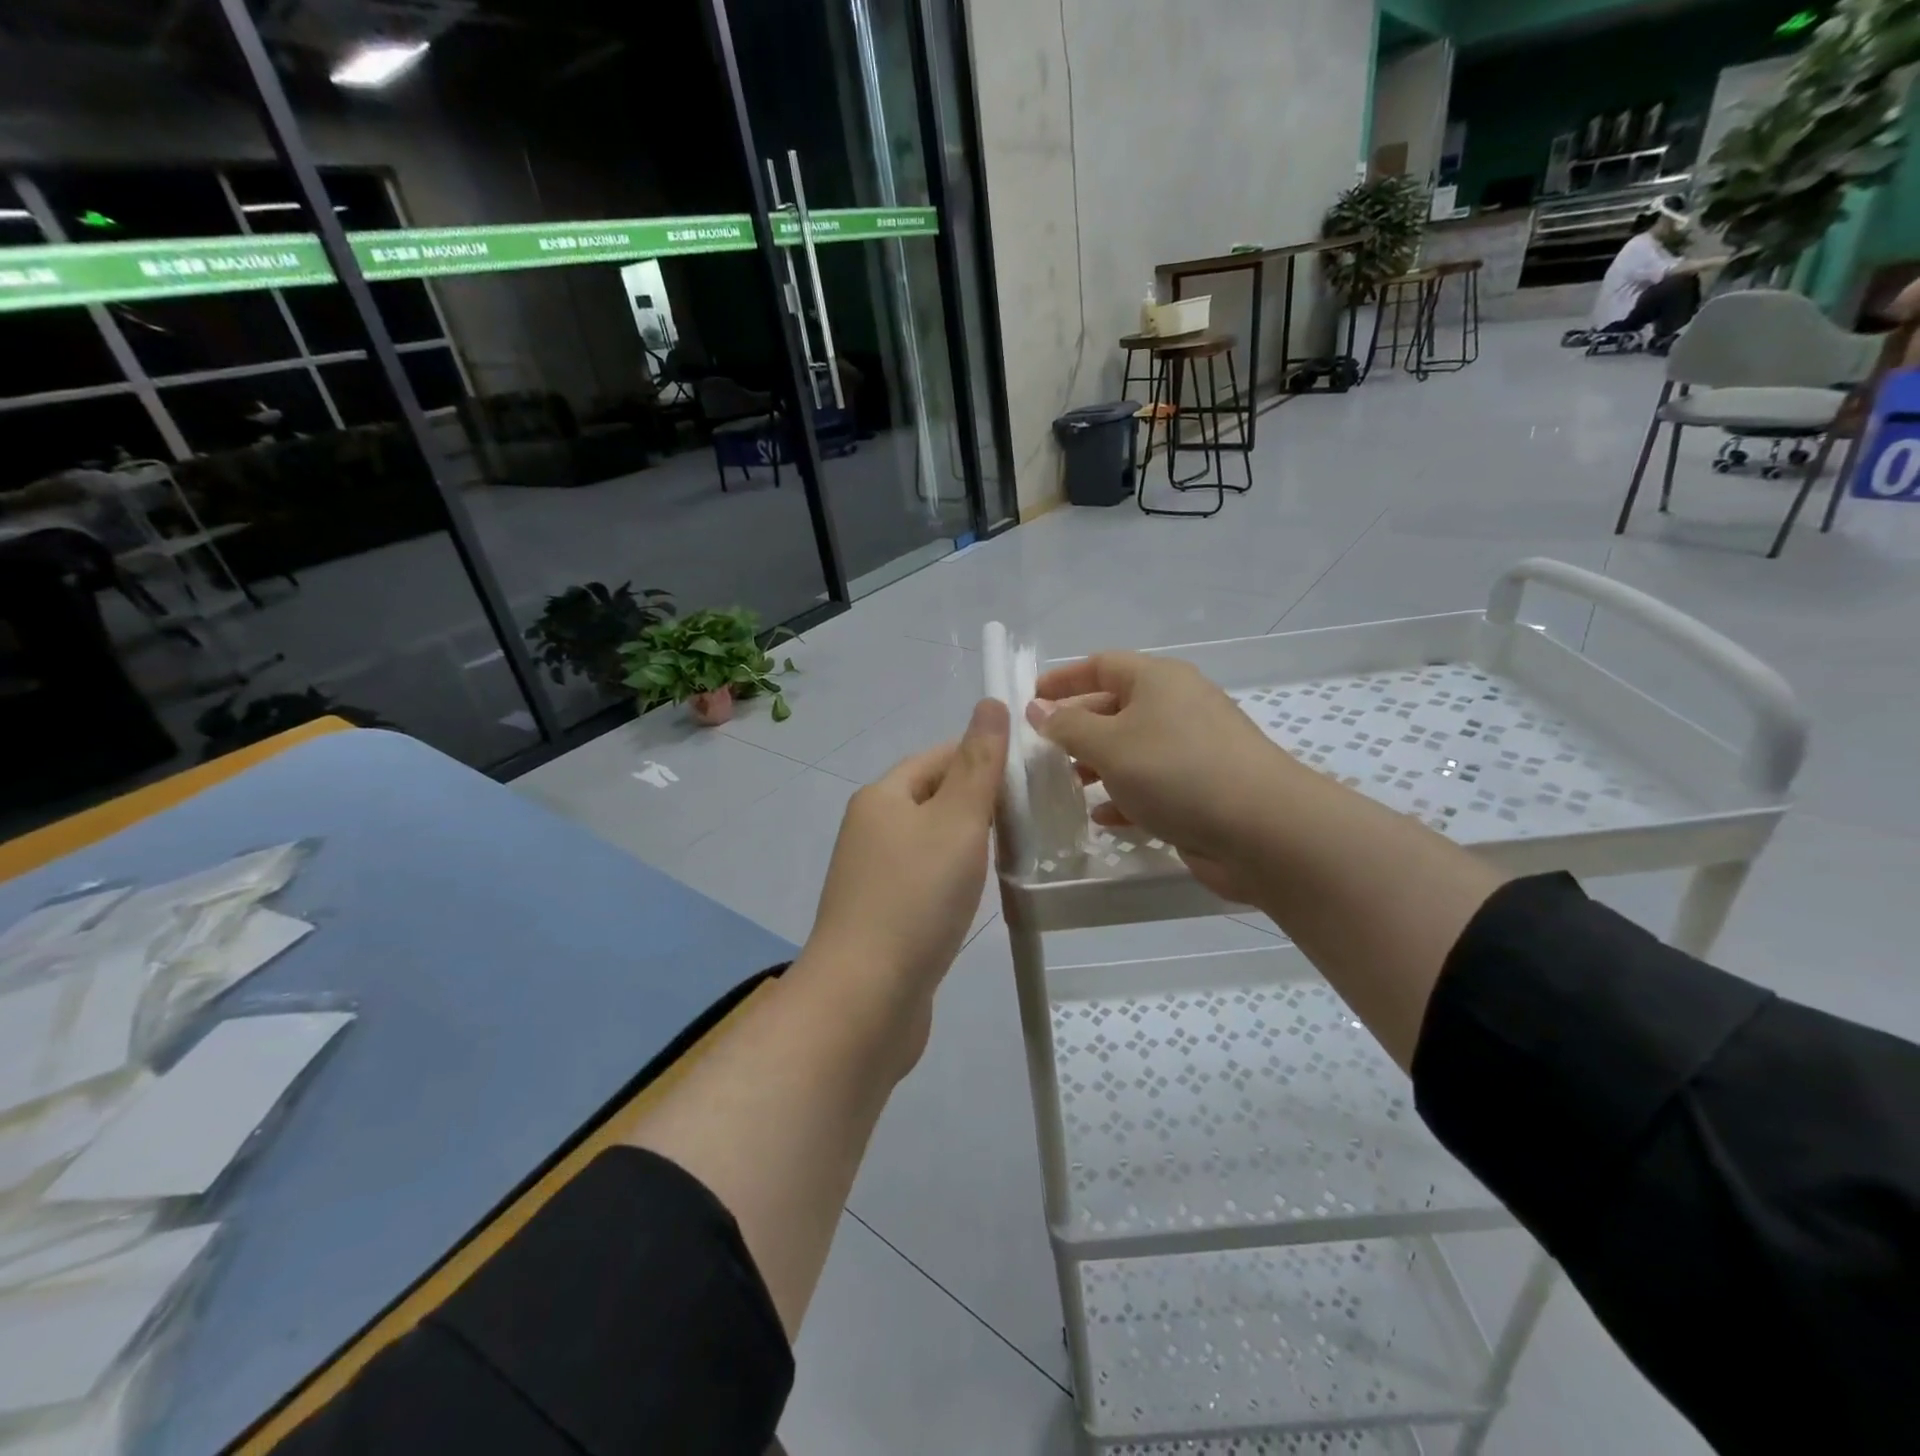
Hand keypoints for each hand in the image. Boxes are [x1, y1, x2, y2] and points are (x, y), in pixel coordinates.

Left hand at [802, 698, 1008, 1064]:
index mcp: (883, 796)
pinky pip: (927, 880)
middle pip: (935, 797)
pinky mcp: (884, 915)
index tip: (1032, 775)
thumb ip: (979, 764)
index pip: (939, 756)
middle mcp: (872, 829)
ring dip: (971, 842)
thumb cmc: (915, 899)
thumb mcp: (957, 821)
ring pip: (933, 841)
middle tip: (1036, 815)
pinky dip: (956, 878)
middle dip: (982, 801)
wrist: (866, 999)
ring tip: (1018, 851)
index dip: (984, 758)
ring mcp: (874, 876)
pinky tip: (980, 893)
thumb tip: (991, 703)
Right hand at [1028, 653, 1302, 902]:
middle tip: (1043, 751)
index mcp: (1158, 680)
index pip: (1102, 665)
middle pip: (1116, 707)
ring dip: (1098, 765)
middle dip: (1078, 727)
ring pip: (1134, 749)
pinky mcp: (1203, 788)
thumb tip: (1037, 709)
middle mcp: (1178, 707)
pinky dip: (1126, 796)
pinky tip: (1104, 818)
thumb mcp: (1110, 745)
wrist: (1263, 829)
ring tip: (1068, 785)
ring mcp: (1193, 749)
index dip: (1064, 679)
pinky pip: (1153, 784)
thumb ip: (1067, 727)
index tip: (1031, 699)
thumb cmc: (1176, 771)